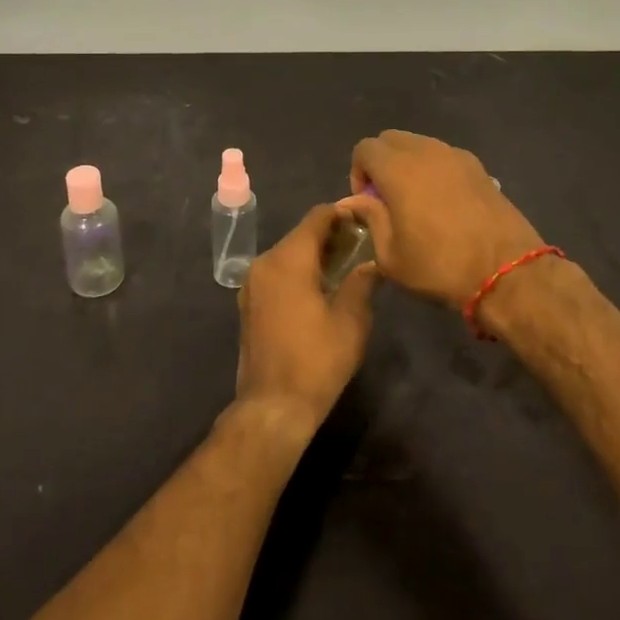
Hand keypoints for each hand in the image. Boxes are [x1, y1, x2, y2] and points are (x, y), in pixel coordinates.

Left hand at [234, 204, 377, 439]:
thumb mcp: (351, 321)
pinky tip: (318, 288)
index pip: (316, 218)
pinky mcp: (248, 303)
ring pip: (287, 254)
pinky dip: (297, 271)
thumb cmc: (317, 360)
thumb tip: (371, 263)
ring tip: (343, 267)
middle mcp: (265, 262)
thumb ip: (362, 282)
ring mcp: (252, 284)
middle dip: (329, 236)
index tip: (364, 220)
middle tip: (359, 245)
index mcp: (289, 259)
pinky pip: (276, 273)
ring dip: (312, 254)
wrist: (273, 406)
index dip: (341, 214)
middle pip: (300, 234)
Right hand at [339, 130, 544, 308]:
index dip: (358, 172)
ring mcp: (456, 155)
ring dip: (408, 163)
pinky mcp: (479, 167)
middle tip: (386, 198)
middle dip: (381, 162)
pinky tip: (443, 202)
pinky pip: (444, 155)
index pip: (365, 148)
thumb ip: (370, 218)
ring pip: (419, 144)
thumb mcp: (391, 255)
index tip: (367, 202)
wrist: (506, 272)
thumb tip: (353, 201)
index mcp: (399, 169)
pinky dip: (434, 168)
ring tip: (415, 200)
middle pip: (391, 139)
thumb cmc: (440, 266)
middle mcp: (426, 151)